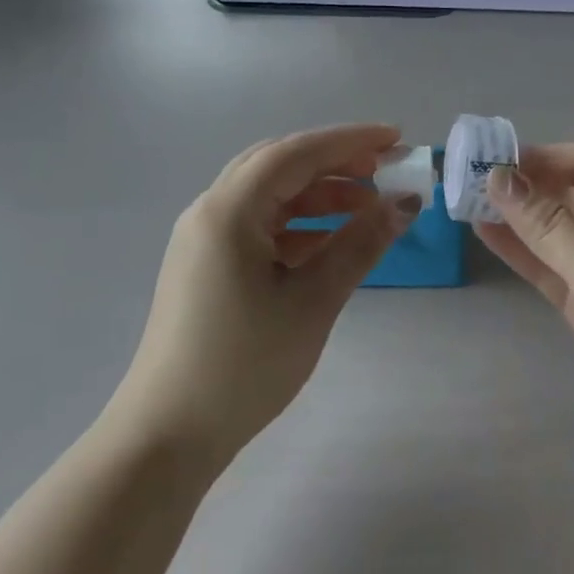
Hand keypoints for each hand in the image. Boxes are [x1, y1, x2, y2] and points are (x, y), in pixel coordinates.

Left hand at [116, 124, 418, 463]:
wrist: (169, 434)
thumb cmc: (244, 365)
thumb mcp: (312, 302)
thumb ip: (359, 246)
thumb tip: (404, 205)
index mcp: (228, 210)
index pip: (295, 153)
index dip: (349, 141)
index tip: (396, 139)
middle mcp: (210, 211)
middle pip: (278, 165)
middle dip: (333, 162)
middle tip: (383, 169)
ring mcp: (203, 239)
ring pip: (268, 195)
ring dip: (317, 193)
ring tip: (367, 206)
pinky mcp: (205, 264)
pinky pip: (257, 225)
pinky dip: (297, 223)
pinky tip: (329, 240)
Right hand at [476, 145, 573, 466]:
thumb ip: (547, 225)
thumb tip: (498, 176)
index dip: (540, 157)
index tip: (490, 159)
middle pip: (569, 194)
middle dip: (523, 186)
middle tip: (467, 180)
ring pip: (556, 231)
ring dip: (517, 219)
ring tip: (467, 204)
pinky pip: (553, 267)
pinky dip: (523, 253)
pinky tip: (487, 236)